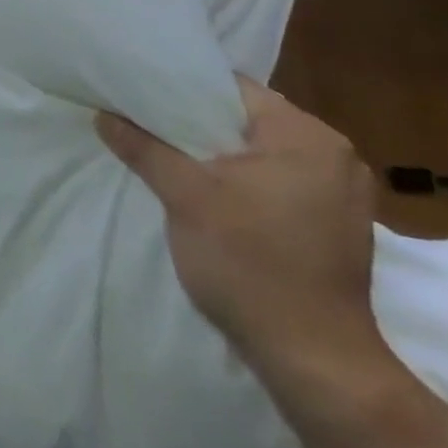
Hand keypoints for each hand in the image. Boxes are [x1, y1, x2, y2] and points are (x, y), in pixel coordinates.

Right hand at [97, 79, 390, 389]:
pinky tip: (212, 196)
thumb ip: (144, 148)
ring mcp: (343, 194)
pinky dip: (244, 182)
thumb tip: (104, 115)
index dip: (183, 88)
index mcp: (307, 136)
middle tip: (148, 125)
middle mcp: (335, 156)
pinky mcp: (337, 226)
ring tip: (171, 157)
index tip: (142, 94)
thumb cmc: (250, 263)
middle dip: (198, 124)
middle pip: (249, 120)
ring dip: (220, 156)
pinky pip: (278, 182)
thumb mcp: (185, 197)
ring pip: (262, 153)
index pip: (234, 88)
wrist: (313, 359)